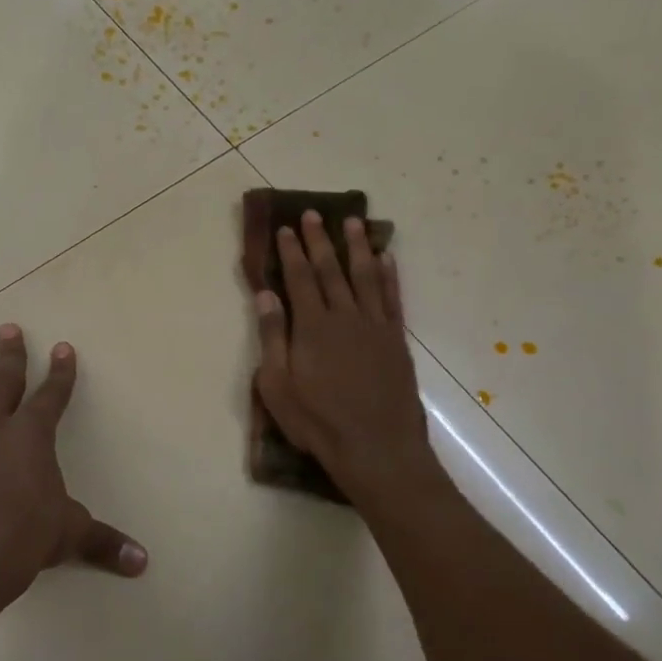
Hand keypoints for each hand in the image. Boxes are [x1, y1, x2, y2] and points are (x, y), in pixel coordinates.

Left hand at [0, 323, 146, 607]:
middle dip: (10, 357)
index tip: (63, 347)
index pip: (52, 396)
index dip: (61, 373)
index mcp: (33, 436)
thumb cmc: (26, 535)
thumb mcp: (71, 534)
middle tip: (7, 329)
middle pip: (5, 385)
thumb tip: (143, 562)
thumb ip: (105, 543)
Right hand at [254, 212, 442, 503]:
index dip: (291, 251)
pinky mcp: (396, 340)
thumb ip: (272, 337)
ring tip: (353, 222)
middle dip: (319, 240)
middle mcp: (345, 317)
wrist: (376, 448)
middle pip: (330, 270)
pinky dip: (389, 276)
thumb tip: (265, 294)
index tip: (286, 227)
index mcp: (312, 326)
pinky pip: (392, 298)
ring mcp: (375, 326)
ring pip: (365, 276)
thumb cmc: (318, 422)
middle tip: (313, 213)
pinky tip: (386, 259)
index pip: (299, 278)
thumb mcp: (277, 386)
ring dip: (357, 247)